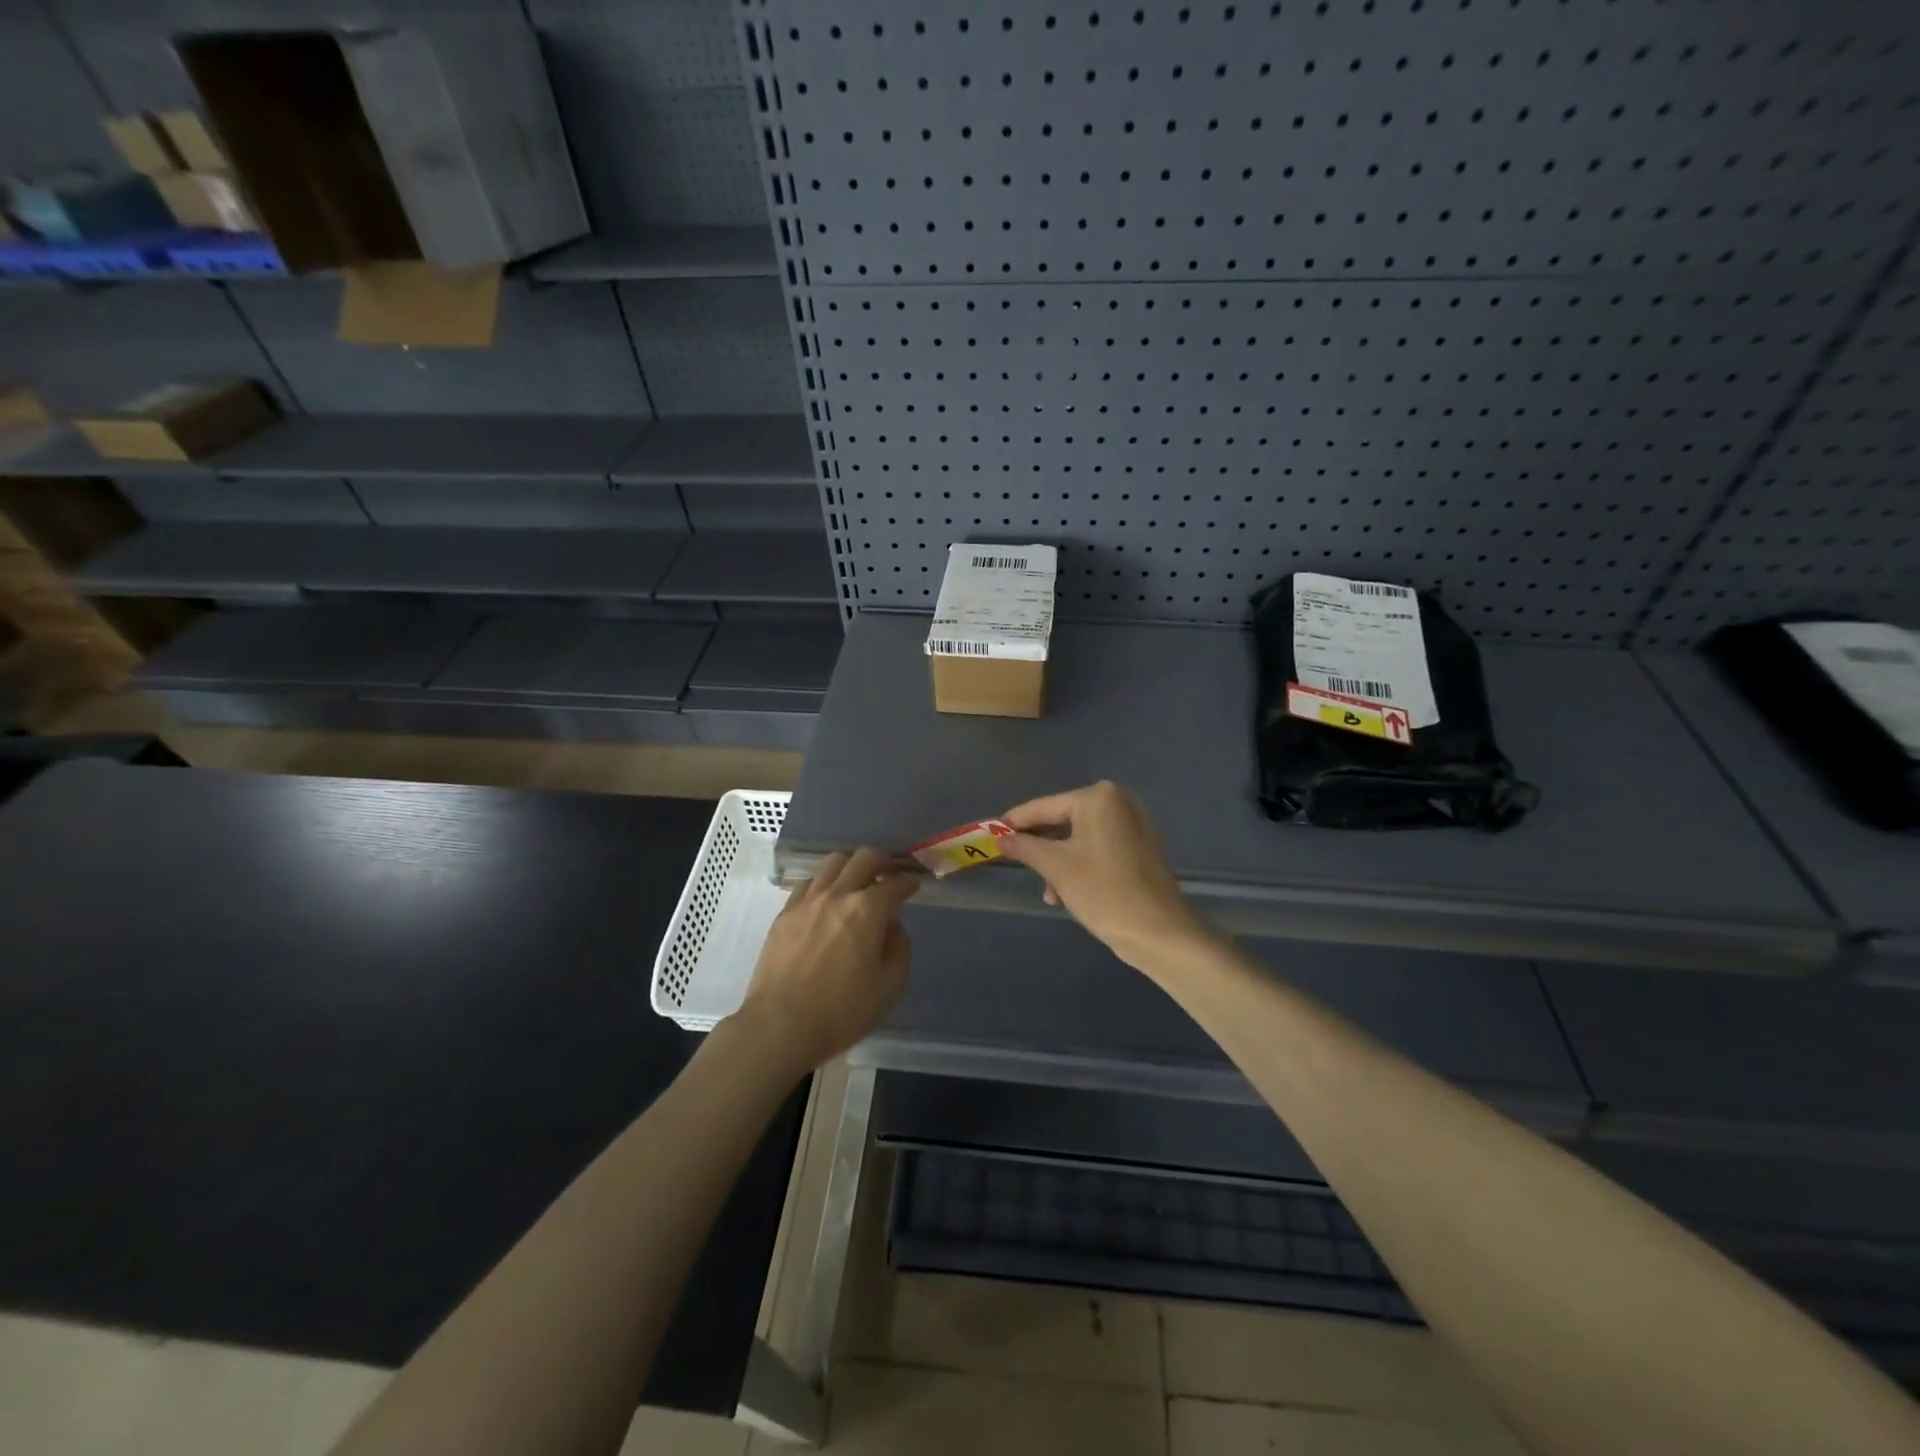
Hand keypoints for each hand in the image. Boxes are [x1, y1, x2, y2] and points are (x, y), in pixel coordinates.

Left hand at [733, 848, 918, 1074]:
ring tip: (857, 884)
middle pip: (865, 858)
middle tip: (890, 875)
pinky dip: (824, 883)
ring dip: (852, 867)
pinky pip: (808, 883)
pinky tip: (826, 901)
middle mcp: (838, 894)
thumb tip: (892, 926)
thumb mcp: (890, 986)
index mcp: (868, 910)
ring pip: (834, 863)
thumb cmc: (842, 1011)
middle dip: (884, 862)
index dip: (910, 882)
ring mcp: (807, 901)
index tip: (915, 884)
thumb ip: (899, 948)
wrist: (780, 1026)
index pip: (896, 884)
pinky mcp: (784, 913)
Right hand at [997, 781, 1206, 969]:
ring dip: (1059, 862)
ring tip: (1050, 893)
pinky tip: (1068, 893)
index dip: (1015, 823)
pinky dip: (1080, 865)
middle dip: (1041, 848)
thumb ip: (1024, 847)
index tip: (990, 835)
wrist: (1160, 932)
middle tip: (1020, 868)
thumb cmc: (1104, 892)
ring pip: (1080, 838)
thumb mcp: (1056, 868)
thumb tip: (1000, 837)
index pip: (1043, 807)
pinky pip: (1099, 848)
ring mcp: (1133, 824)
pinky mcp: (1141, 847)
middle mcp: (1118, 802)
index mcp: (1098, 797)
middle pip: (1063, 820)